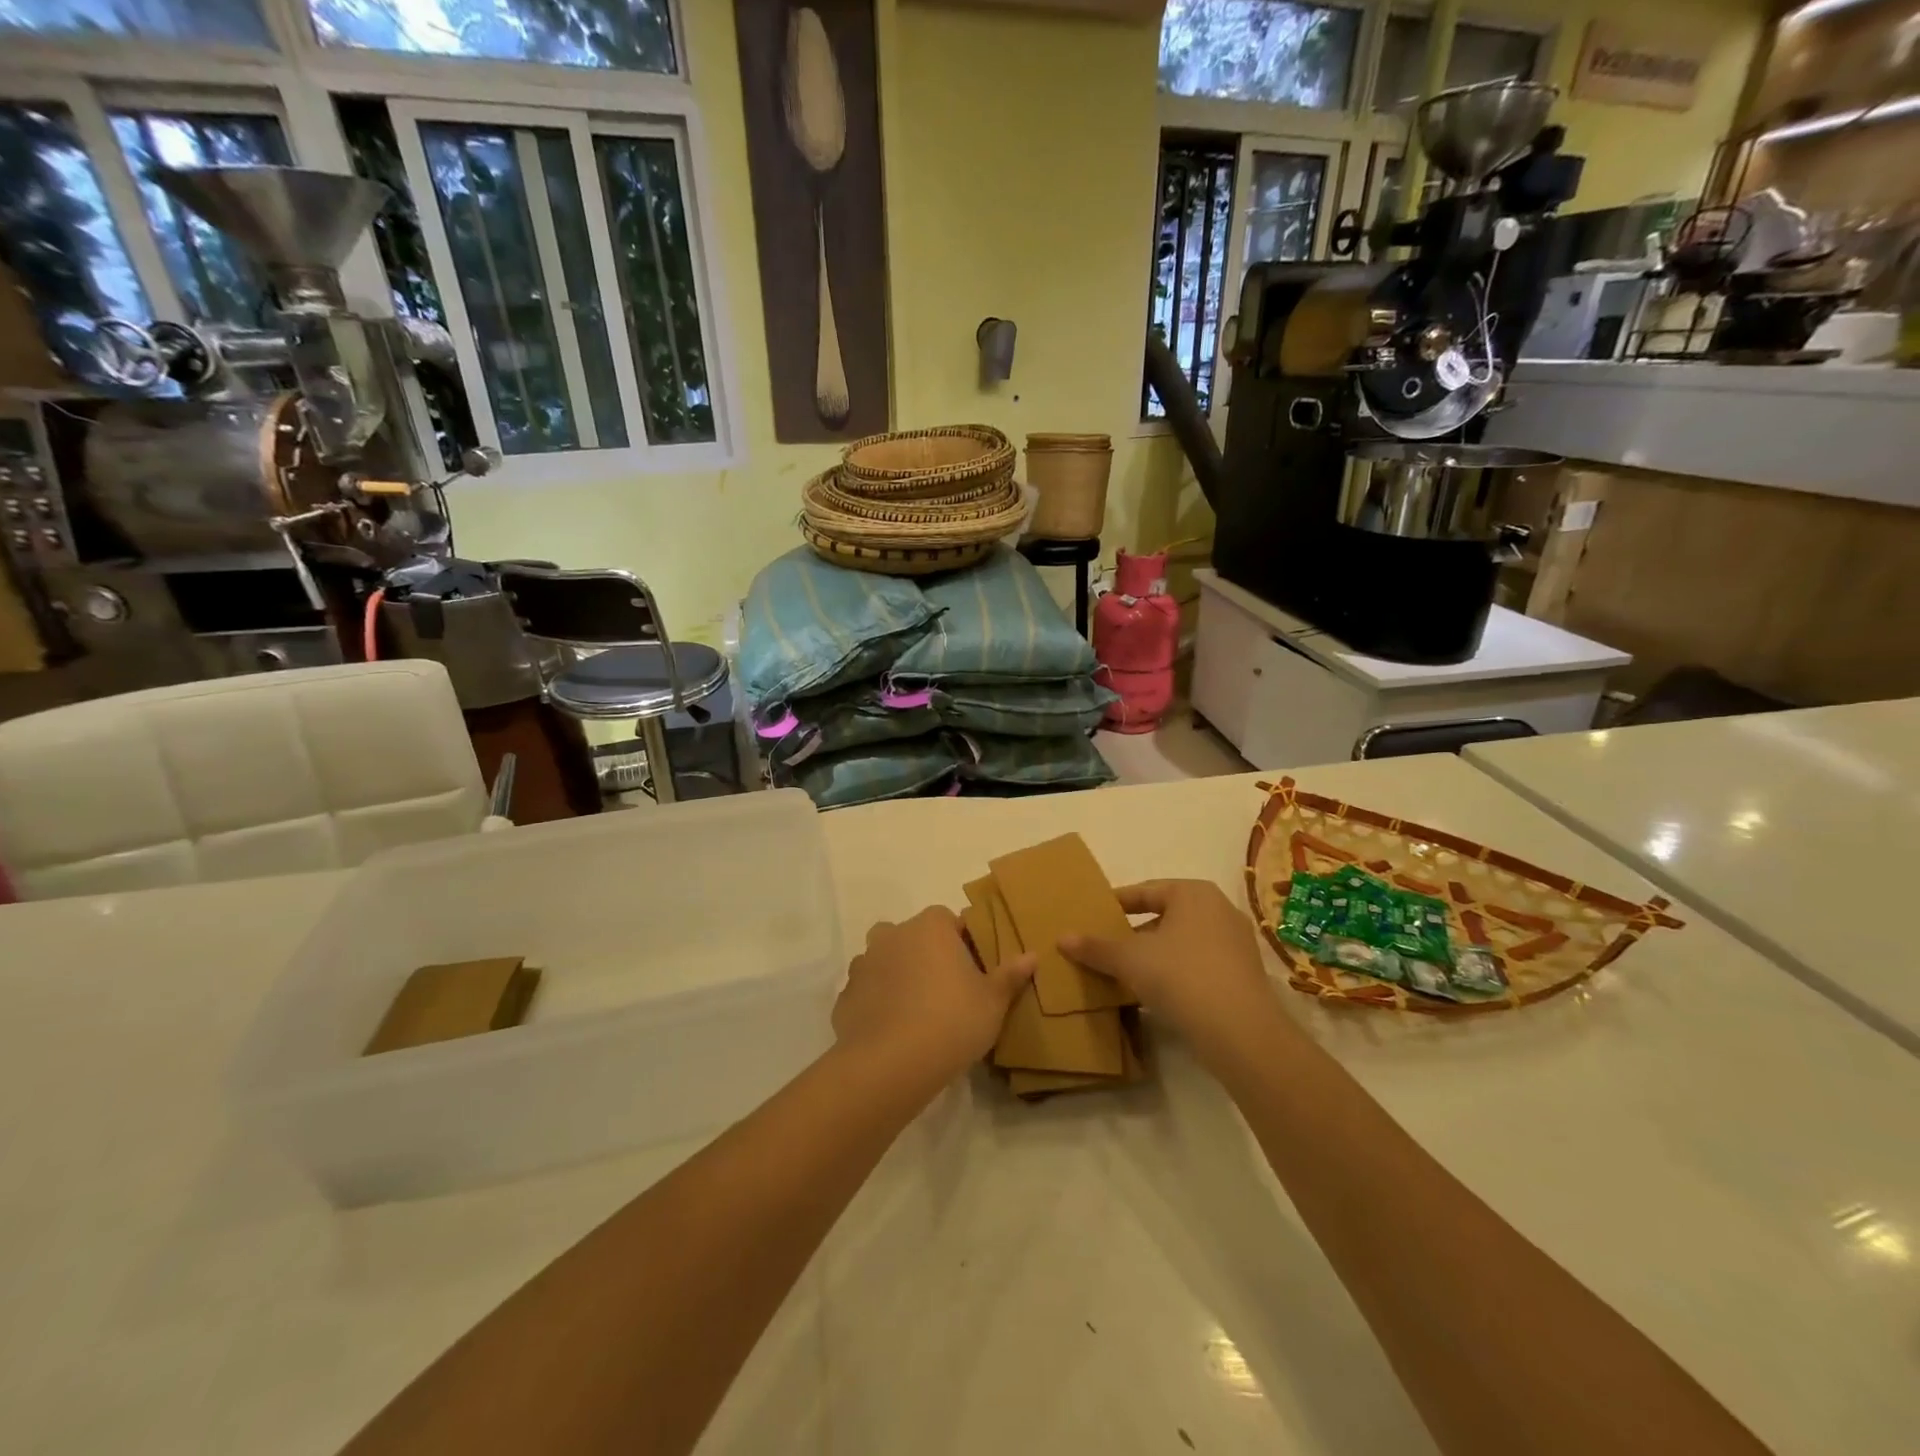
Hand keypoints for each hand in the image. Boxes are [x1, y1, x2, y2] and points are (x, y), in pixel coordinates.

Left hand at [833, 906, 1035, 1083]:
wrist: (891, 1064)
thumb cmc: (952, 1021)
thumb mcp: (993, 1002)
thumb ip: (1010, 975)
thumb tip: (1031, 955)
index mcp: (930, 927)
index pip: (948, 920)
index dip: (961, 942)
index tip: (971, 970)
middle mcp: (893, 935)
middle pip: (913, 937)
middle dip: (925, 955)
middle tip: (945, 991)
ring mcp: (864, 964)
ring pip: (885, 961)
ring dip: (897, 976)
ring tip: (916, 1012)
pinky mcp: (845, 995)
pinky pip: (867, 992)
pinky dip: (876, 1003)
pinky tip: (891, 1030)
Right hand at [1061, 880, 1290, 1060]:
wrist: (1241, 1032)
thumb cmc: (1181, 976)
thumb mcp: (1130, 960)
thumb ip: (1096, 947)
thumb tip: (1061, 938)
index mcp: (1193, 893)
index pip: (1145, 891)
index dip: (1115, 904)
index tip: (1092, 916)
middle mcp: (1219, 909)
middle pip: (1164, 916)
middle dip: (1133, 932)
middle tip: (1104, 946)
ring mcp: (1235, 943)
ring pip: (1181, 942)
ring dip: (1152, 955)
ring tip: (1122, 972)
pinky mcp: (1242, 975)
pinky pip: (1197, 964)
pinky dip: (1173, 972)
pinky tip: (1152, 993)